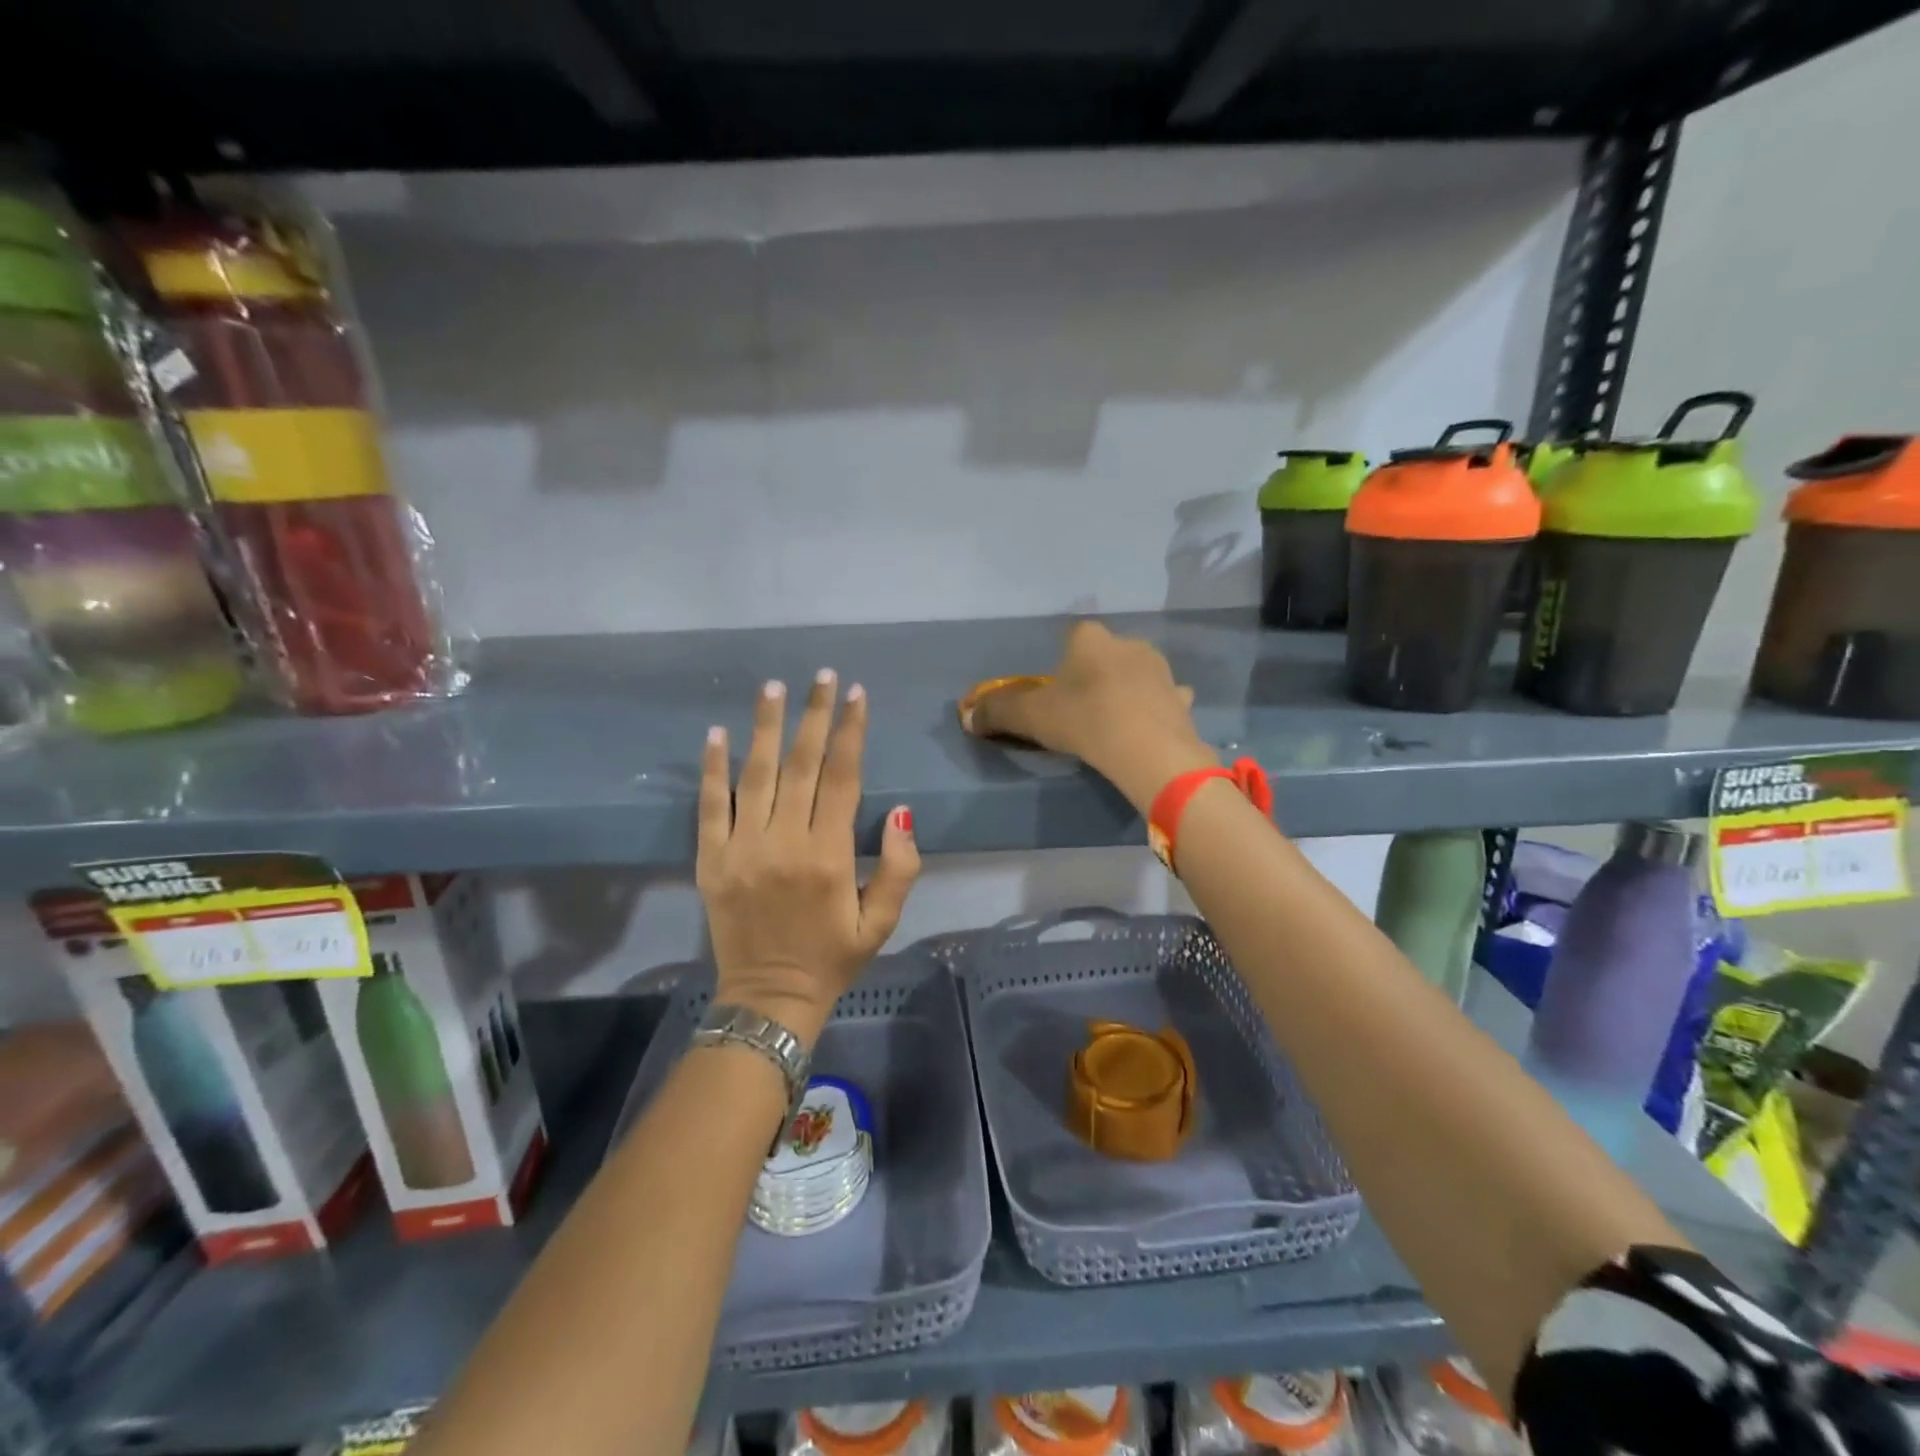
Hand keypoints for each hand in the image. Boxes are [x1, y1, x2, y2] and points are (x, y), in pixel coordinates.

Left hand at [697, 671, 919, 1048]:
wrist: (769, 998)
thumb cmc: (833, 957)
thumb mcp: (882, 922)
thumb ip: (900, 867)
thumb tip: (901, 811)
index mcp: (829, 855)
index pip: (843, 777)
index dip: (851, 732)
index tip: (856, 694)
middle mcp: (785, 842)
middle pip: (801, 764)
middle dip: (814, 715)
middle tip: (821, 676)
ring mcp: (742, 848)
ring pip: (756, 774)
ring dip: (766, 726)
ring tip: (774, 687)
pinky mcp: (711, 860)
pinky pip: (711, 805)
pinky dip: (713, 768)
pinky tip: (717, 733)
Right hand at [965, 621, 1215, 811]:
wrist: (1146, 747)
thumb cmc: (1083, 719)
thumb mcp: (1029, 716)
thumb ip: (997, 712)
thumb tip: (967, 716)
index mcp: (1090, 639)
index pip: (1073, 635)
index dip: (1063, 660)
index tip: (1057, 688)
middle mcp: (1127, 643)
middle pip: (1106, 652)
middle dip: (1096, 672)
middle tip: (1082, 706)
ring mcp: (1160, 670)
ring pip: (1138, 673)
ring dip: (1128, 688)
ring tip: (1115, 718)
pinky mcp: (1180, 699)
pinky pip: (1165, 698)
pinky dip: (1156, 708)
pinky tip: (1147, 727)